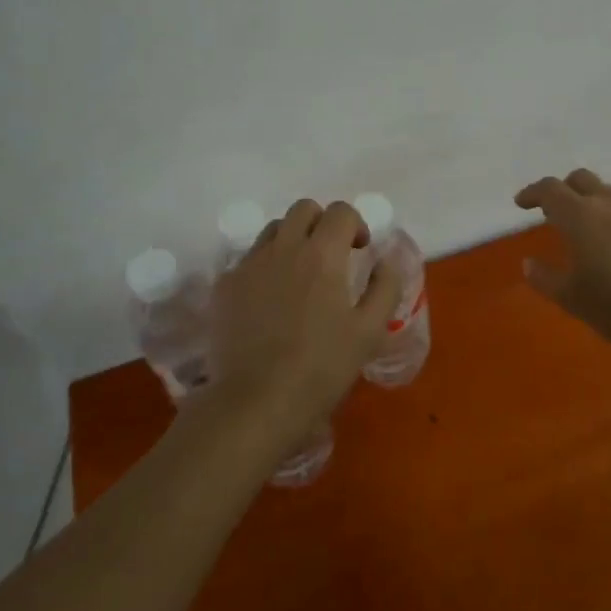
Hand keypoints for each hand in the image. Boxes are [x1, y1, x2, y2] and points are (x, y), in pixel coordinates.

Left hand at [208, 199, 401, 443]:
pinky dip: (265, 266)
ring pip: (273, 230)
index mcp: (322, 254)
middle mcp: (283, 248)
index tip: (360, 251)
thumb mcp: (370, 331)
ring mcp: (249, 264)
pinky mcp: (224, 286)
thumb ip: (385, 287)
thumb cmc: (321, 367)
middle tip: (331, 256)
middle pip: (303, 209)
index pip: (340, 212)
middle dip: (322, 223)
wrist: (255, 401)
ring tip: (299, 275)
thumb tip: (385, 260)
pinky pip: (248, 260)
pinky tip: (270, 301)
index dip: (356, 225)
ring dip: (292, 240)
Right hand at [514, 169, 610, 346]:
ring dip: (592, 204)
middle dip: (562, 190)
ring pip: (608, 193)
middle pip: (580, 179)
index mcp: (580, 216)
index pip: (549, 190)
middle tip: (553, 211)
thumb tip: (529, 263)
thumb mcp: (573, 299)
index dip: (532, 193)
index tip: (521, 203)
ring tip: (590, 232)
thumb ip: (546, 279)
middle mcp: (608, 203)